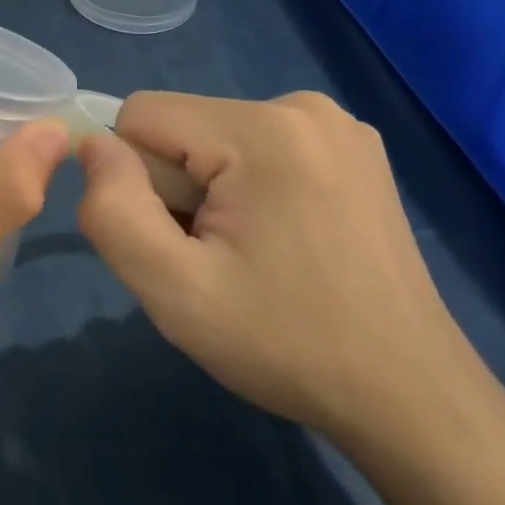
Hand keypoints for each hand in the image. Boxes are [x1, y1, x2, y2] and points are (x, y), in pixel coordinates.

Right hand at [76, 90, 469, 444]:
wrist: (411, 398)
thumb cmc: (287, 346)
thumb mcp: (175, 292)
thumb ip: (113, 210)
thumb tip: (93, 145)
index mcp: (262, 129)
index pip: (141, 114)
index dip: (136, 179)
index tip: (177, 239)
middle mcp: (303, 105)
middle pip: (182, 127)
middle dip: (177, 189)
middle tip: (217, 260)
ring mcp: (337, 123)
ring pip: (216, 138)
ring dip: (210, 191)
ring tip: (253, 256)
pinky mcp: (352, 146)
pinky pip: (258, 146)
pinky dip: (248, 188)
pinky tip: (285, 242)